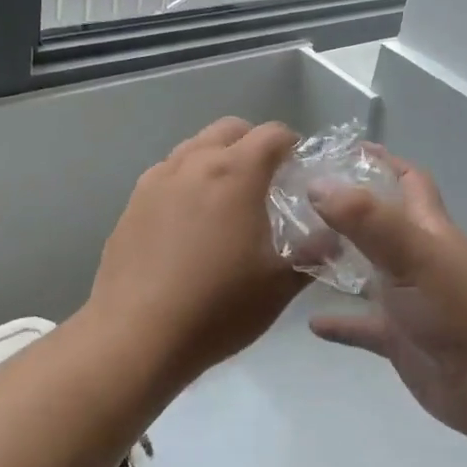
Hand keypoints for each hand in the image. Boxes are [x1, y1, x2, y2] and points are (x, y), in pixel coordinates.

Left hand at [88, 117, 307, 386]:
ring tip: (227, 200)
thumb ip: (313, 253)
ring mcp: (157, 179)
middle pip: (230, 129)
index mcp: (235, 172)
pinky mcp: (132, 203)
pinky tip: (189, 221)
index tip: (300, 172)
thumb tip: (334, 238)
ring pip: (195, 146)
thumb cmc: (217, 307)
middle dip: (254, 144)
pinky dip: (187, 180)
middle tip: (267, 182)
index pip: (273, 133)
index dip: (293, 146)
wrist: (136, 337)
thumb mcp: (280, 285)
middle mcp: (194, 162)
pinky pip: (168, 173)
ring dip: (217, 158)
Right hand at [308, 149, 466, 443]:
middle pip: (378, 222)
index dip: (383, 161)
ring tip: (291, 251)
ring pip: (364, 271)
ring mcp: (406, 298)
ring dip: (335, 261)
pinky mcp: (398, 338)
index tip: (342, 151)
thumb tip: (317, 184)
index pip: (409, 179)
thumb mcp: (411, 253)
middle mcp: (416, 256)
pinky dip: (340, 322)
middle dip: (344, 209)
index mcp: (427, 227)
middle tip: (298, 200)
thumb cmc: (456, 308)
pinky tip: (312, 323)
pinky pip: (362, 325)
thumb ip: (366, 218)